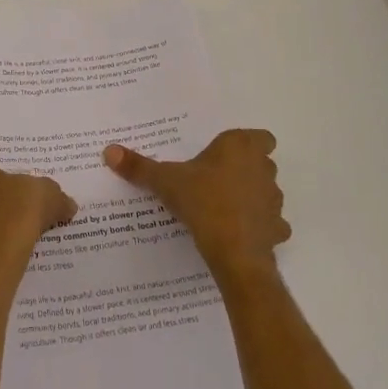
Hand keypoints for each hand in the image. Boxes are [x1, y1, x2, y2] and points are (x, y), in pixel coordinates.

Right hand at [105, 128, 289, 284]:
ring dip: (253, 197)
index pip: (261, 136)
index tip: (226, 155)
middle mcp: (263, 168)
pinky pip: (272, 223)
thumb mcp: (165, 182)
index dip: (248, 144)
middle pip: (262, 162)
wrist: (234, 252)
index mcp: (240, 147)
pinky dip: (260, 226)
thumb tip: (108, 151)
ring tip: (225, 208)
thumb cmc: (202, 202)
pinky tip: (240, 233)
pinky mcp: (278, 229)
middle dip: (246, 169)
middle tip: (217, 179)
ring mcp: (274, 199)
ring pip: (268, 192)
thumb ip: (139, 167)